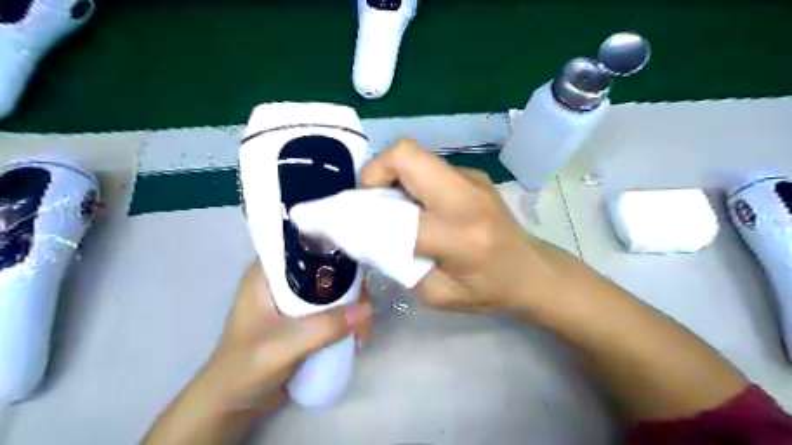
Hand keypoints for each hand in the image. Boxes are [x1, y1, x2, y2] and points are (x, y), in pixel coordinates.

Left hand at [199, 262, 370, 412]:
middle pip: (325, 269)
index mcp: (267, 273)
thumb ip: (324, 327)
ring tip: (361, 332)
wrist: (232, 405)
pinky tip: (355, 336)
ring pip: (332, 290)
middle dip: (349, 288)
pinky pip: (331, 310)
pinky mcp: (302, 319)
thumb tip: (367, 309)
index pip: (306, 246)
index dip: (334, 250)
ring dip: (351, 307)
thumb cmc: (246, 367)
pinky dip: (345, 319)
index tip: (359, 266)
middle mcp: (282, 280)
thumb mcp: (284, 345)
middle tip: (364, 312)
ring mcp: (293, 300)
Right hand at [360, 142, 568, 313]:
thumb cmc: (489, 290)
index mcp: (459, 235)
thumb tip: (369, 237)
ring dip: (393, 176)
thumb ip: (400, 264)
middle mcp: (466, 197)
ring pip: (415, 156)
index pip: (396, 215)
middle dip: (375, 173)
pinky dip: (412, 181)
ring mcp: (472, 179)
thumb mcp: (437, 294)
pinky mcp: (473, 174)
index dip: (365, 217)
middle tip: (371, 201)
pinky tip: (421, 206)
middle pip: (405, 155)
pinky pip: (429, 167)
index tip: (350, 226)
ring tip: (395, 205)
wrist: (532, 270)